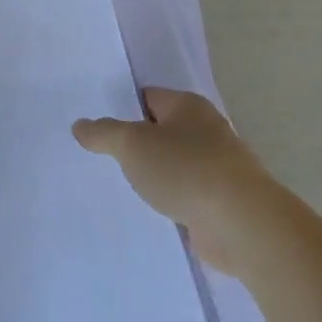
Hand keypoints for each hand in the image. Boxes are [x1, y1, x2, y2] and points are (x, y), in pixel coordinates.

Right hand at [73, 88, 273, 276]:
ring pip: (172, 164)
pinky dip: (167, 199)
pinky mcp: (219, 200)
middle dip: (134, 144)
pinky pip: (183, 193)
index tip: (95, 125)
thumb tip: (80, 125)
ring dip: (150, 175)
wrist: (241, 224)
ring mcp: (216, 167)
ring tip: (116, 185)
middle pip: (160, 131)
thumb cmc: (186, 170)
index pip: (148, 97)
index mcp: (188, 106)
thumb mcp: (132, 144)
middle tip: (98, 156)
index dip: (121, 108)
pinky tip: (145, 210)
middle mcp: (206, 130)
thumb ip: (103, 133)